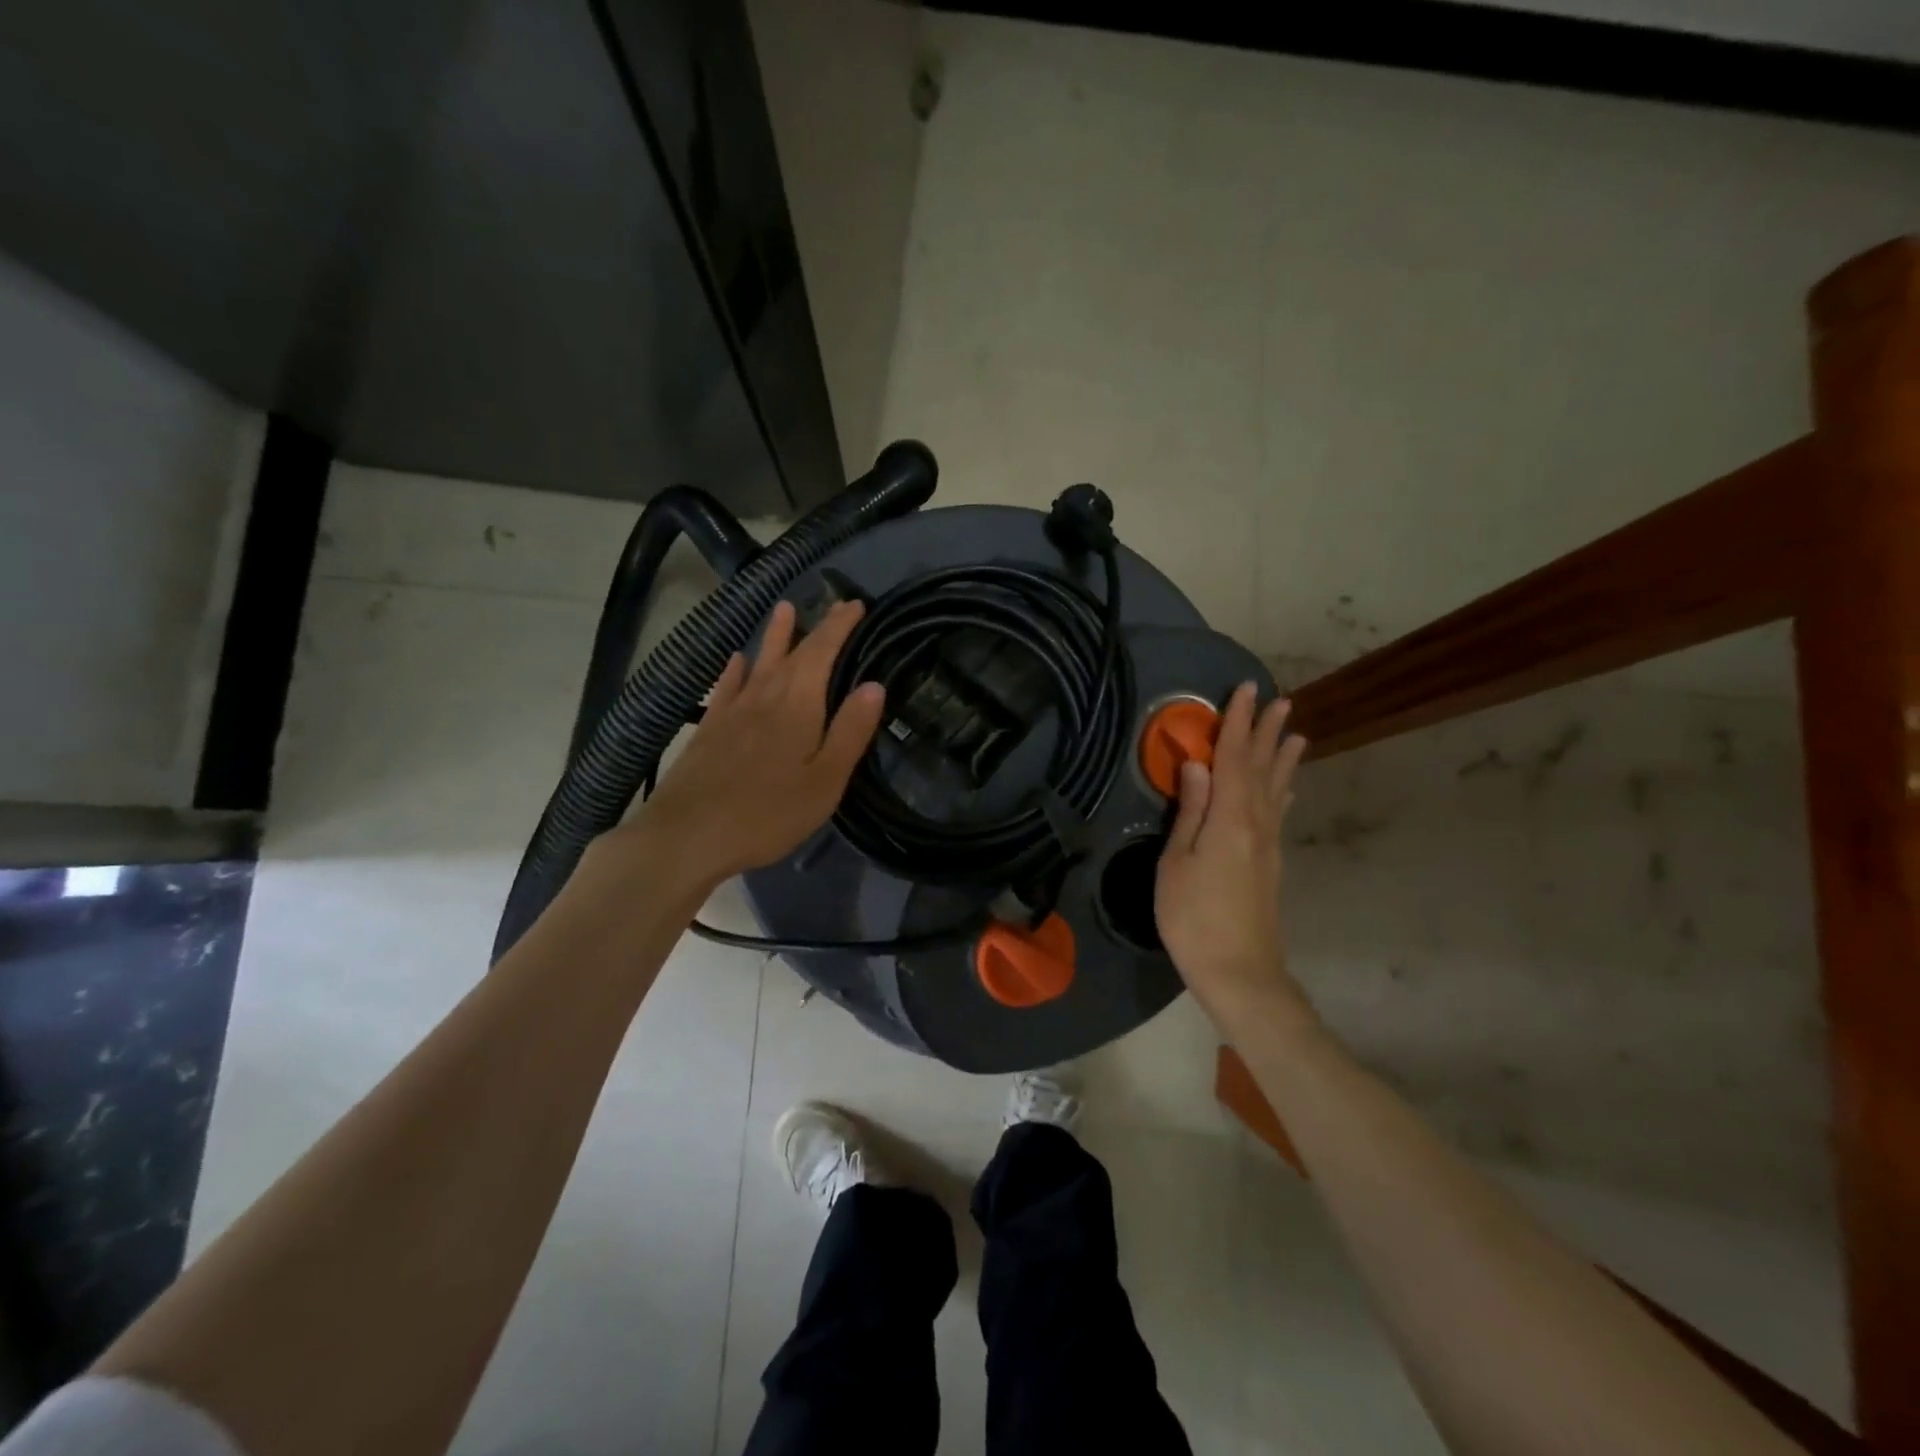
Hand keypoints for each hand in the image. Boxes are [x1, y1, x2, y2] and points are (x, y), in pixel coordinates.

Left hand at [619, 599, 884, 889]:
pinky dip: (735, 670)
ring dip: (773, 636)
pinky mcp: (708, 730)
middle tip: (832, 605)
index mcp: (798, 706)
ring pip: (758, 663)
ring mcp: (732, 712)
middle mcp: (764, 697)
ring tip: (783, 609)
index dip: (839, 627)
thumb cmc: (768, 813)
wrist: (687, 835)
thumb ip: (850, 731)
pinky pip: (726, 688)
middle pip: (792, 654)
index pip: (822, 653)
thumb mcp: (825, 780)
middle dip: (814, 628)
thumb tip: (874, 685)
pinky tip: (735, 661)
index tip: (854, 604)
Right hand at [1155, 684, 1312, 1033]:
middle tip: (1281, 700)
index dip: (1238, 724)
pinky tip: (1288, 787)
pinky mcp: (1270, 863)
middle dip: (1267, 733)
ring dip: (1283, 758)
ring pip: (1276, 789)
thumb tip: (1197, 765)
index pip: (1233, 759)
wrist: (1240, 972)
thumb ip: (1190, 812)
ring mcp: (1268, 845)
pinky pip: (1278, 812)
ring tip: (1296, 733)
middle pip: (1261, 769)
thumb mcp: (1177, 864)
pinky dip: (1283, 791)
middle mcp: (1256, 824)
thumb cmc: (1194, 918)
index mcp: (1230, 819)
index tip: (1246, 690)